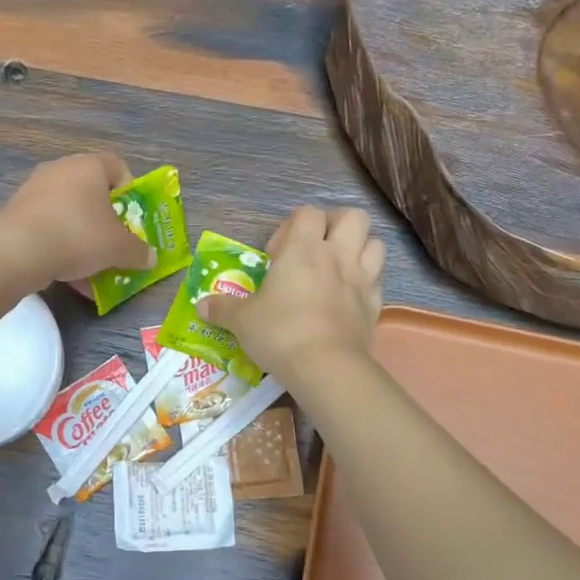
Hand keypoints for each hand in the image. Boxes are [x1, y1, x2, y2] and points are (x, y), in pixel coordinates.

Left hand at [0, 153, 152, 287]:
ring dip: (84, 239)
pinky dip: (61, 247)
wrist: (17, 251)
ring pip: (70, 214)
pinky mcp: (17, 213)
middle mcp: (61, 170)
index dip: (131, 193)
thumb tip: (150, 258)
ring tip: (93, 269)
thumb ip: (138, 252)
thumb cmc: (78, 235)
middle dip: (106, 222)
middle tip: (115, 244)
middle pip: (93, 194)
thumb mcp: (118, 248)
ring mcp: (35, 190)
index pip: (119, 168)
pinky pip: (49, 228)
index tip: (133, 220)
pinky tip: (69, 276)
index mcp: (89, 166)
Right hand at [198, 206, 384, 380]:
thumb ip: (222, 309)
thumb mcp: (241, 321)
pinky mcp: (375, 304)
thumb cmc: (279, 332)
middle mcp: (337, 255)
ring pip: (375, 243)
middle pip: (352, 217)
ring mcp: (362, 279)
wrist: (325, 366)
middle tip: (316, 248)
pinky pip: (378, 280)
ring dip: (359, 249)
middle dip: (336, 225)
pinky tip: (349, 297)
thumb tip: (201, 306)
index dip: (292, 226)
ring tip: (338, 268)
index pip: (307, 213)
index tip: (277, 254)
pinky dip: (367, 281)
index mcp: (303, 249)